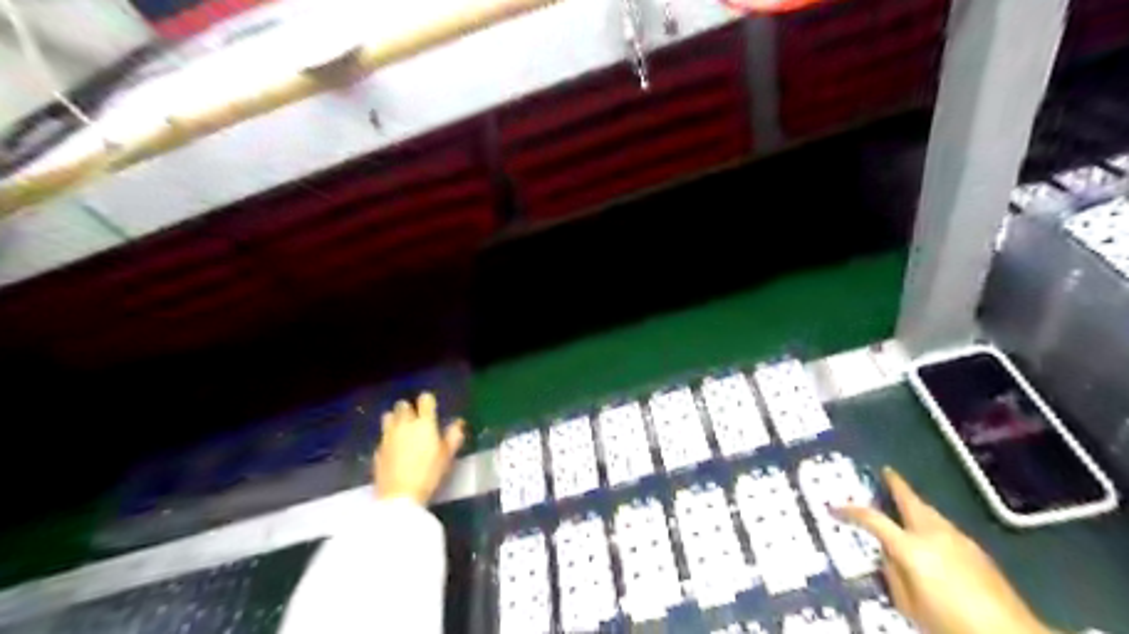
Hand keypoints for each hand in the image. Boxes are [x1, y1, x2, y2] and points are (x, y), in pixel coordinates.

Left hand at [374, 392, 465, 505]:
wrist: (399, 496)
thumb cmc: (429, 474)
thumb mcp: (447, 456)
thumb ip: (453, 436)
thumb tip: (458, 423)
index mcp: (424, 423)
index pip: (425, 399)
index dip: (428, 401)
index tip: (431, 408)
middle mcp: (404, 424)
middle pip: (402, 405)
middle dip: (409, 409)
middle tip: (416, 420)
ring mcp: (387, 436)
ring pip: (388, 416)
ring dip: (394, 419)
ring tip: (401, 430)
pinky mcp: (377, 449)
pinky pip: (383, 436)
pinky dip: (388, 438)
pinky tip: (394, 450)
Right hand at [838, 465, 1049, 633]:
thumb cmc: (950, 624)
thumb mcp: (908, 606)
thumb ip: (893, 575)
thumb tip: (888, 557)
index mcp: (911, 547)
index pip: (873, 520)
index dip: (851, 511)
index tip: (835, 507)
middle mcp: (934, 535)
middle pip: (911, 501)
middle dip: (896, 485)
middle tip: (886, 472)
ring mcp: (959, 540)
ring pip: (931, 512)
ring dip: (915, 504)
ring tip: (905, 502)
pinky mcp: (978, 552)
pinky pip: (945, 526)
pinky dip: (932, 521)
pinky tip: (930, 532)